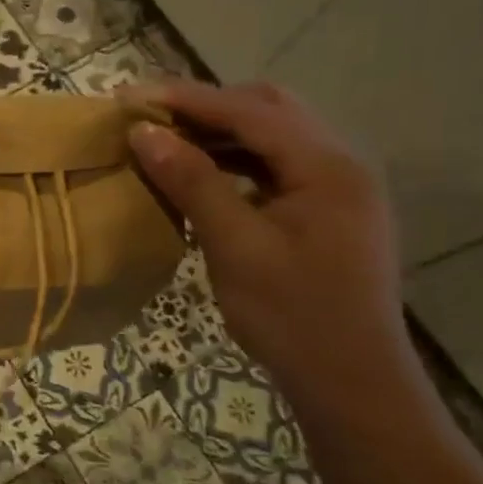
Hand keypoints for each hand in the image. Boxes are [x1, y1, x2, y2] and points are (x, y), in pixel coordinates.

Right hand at [125, 79, 411, 406]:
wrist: (352, 386)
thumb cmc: (293, 318)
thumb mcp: (235, 247)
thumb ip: (192, 182)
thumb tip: (143, 133)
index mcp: (328, 167)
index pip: (250, 111)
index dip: (186, 99)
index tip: (129, 97)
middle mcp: (340, 164)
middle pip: (269, 109)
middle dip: (206, 106)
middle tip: (150, 117)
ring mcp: (337, 188)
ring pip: (272, 136)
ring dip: (219, 132)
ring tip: (166, 140)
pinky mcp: (326, 211)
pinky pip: (275, 165)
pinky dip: (234, 160)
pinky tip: (201, 174)